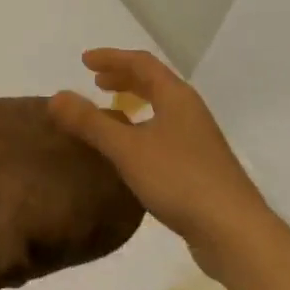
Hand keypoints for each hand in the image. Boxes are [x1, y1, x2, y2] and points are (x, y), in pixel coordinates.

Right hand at [49, 48, 274, 285]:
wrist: (233, 231)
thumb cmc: (180, 181)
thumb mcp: (128, 149)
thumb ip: (91, 122)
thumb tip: (56, 96)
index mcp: (177, 98)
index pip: (142, 63)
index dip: (112, 58)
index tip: (84, 60)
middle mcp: (190, 112)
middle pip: (155, 83)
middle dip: (124, 78)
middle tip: (96, 82)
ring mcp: (198, 140)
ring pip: (161, 109)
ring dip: (134, 103)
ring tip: (110, 112)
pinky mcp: (199, 167)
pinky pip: (164, 133)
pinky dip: (142, 129)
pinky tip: (130, 153)